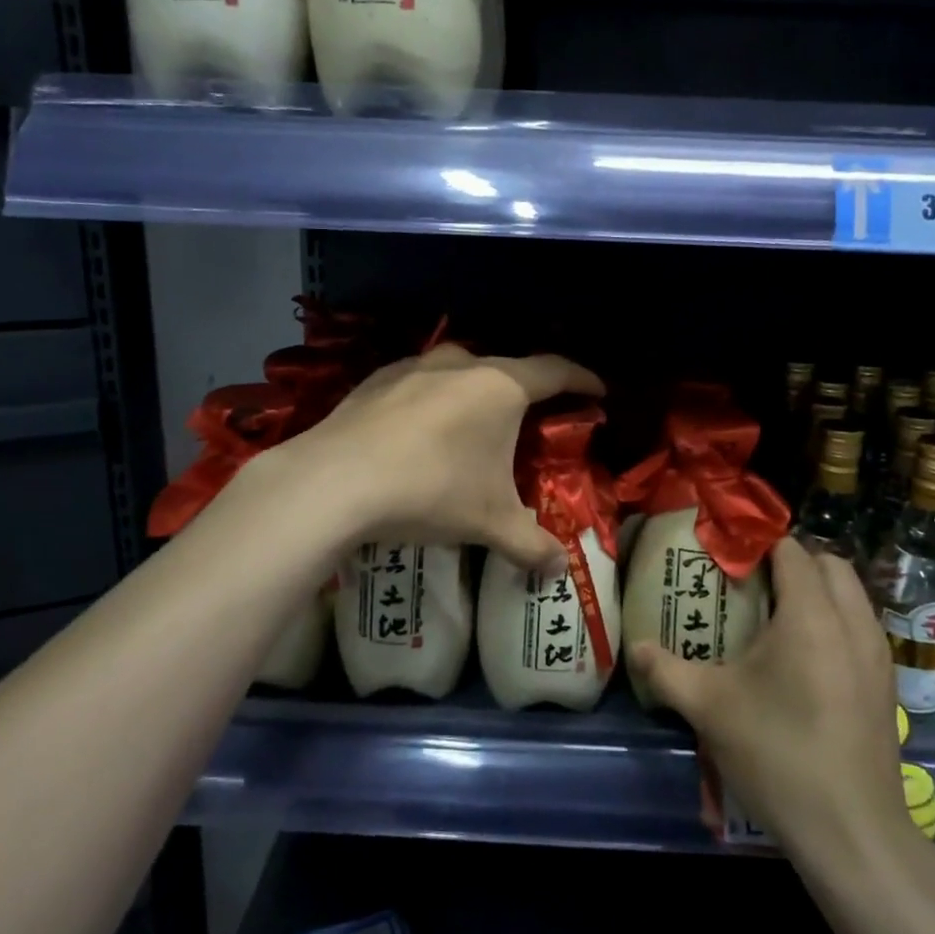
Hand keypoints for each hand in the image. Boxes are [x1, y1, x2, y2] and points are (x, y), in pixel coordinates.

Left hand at [286, 345, 604, 569]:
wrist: (336, 480)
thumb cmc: (431, 490)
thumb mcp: (489, 522)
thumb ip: (530, 545)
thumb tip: (558, 569)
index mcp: (501, 386)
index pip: (556, 371)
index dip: (582, 379)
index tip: (598, 390)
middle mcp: (461, 364)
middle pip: (507, 370)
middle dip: (526, 392)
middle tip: (532, 420)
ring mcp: (414, 367)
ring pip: (460, 374)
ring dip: (475, 395)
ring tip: (474, 427)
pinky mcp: (377, 379)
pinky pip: (419, 385)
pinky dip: (432, 402)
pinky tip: (419, 433)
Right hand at [629, 538, 913, 857]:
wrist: (852, 834)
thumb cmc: (777, 755)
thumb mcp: (709, 709)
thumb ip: (665, 671)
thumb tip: (635, 647)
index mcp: (810, 616)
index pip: (791, 550)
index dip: (757, 545)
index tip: (726, 558)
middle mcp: (852, 623)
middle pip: (828, 564)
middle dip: (792, 562)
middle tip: (751, 583)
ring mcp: (876, 655)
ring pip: (851, 595)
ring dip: (817, 591)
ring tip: (774, 617)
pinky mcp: (886, 685)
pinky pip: (860, 627)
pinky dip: (834, 621)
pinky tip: (802, 658)